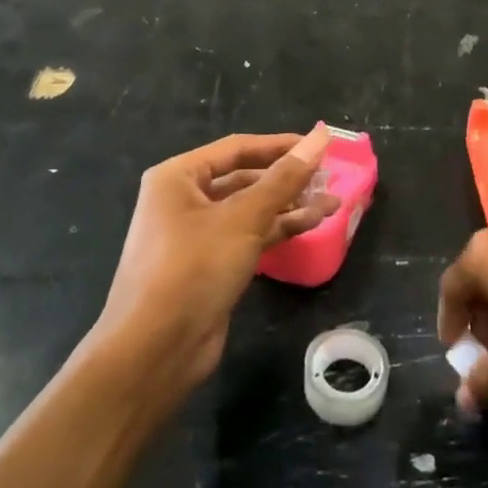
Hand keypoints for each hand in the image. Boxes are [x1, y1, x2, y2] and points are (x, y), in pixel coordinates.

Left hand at [96, 127, 336, 398]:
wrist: (155, 350)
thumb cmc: (193, 269)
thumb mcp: (243, 219)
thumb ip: (284, 178)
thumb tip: (320, 137)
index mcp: (178, 177)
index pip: (237, 148)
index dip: (280, 145)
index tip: (321, 145)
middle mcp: (183, 200)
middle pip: (244, 178)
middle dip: (287, 178)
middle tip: (329, 176)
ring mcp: (197, 234)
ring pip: (250, 209)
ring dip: (289, 205)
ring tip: (333, 201)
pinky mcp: (210, 265)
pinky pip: (249, 236)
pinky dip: (279, 229)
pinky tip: (313, 224)